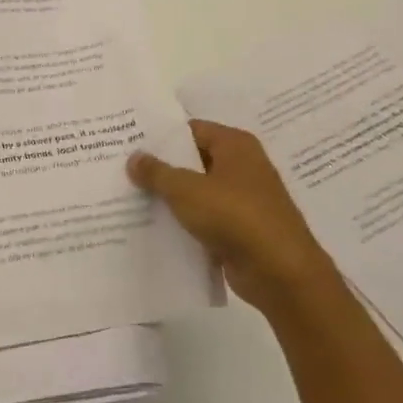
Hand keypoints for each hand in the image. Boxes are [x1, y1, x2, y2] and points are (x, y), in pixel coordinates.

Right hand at [128, 120, 340, 317]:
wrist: (279, 272)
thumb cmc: (235, 216)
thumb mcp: (186, 190)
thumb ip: (157, 172)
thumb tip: (133, 157)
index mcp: (235, 145)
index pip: (191, 130)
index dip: (161, 136)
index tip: (128, 143)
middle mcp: (242, 167)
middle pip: (193, 161)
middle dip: (161, 168)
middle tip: (122, 170)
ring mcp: (243, 200)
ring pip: (197, 192)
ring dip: (170, 198)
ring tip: (130, 199)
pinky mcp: (240, 230)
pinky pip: (205, 219)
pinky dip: (184, 223)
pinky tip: (153, 228)